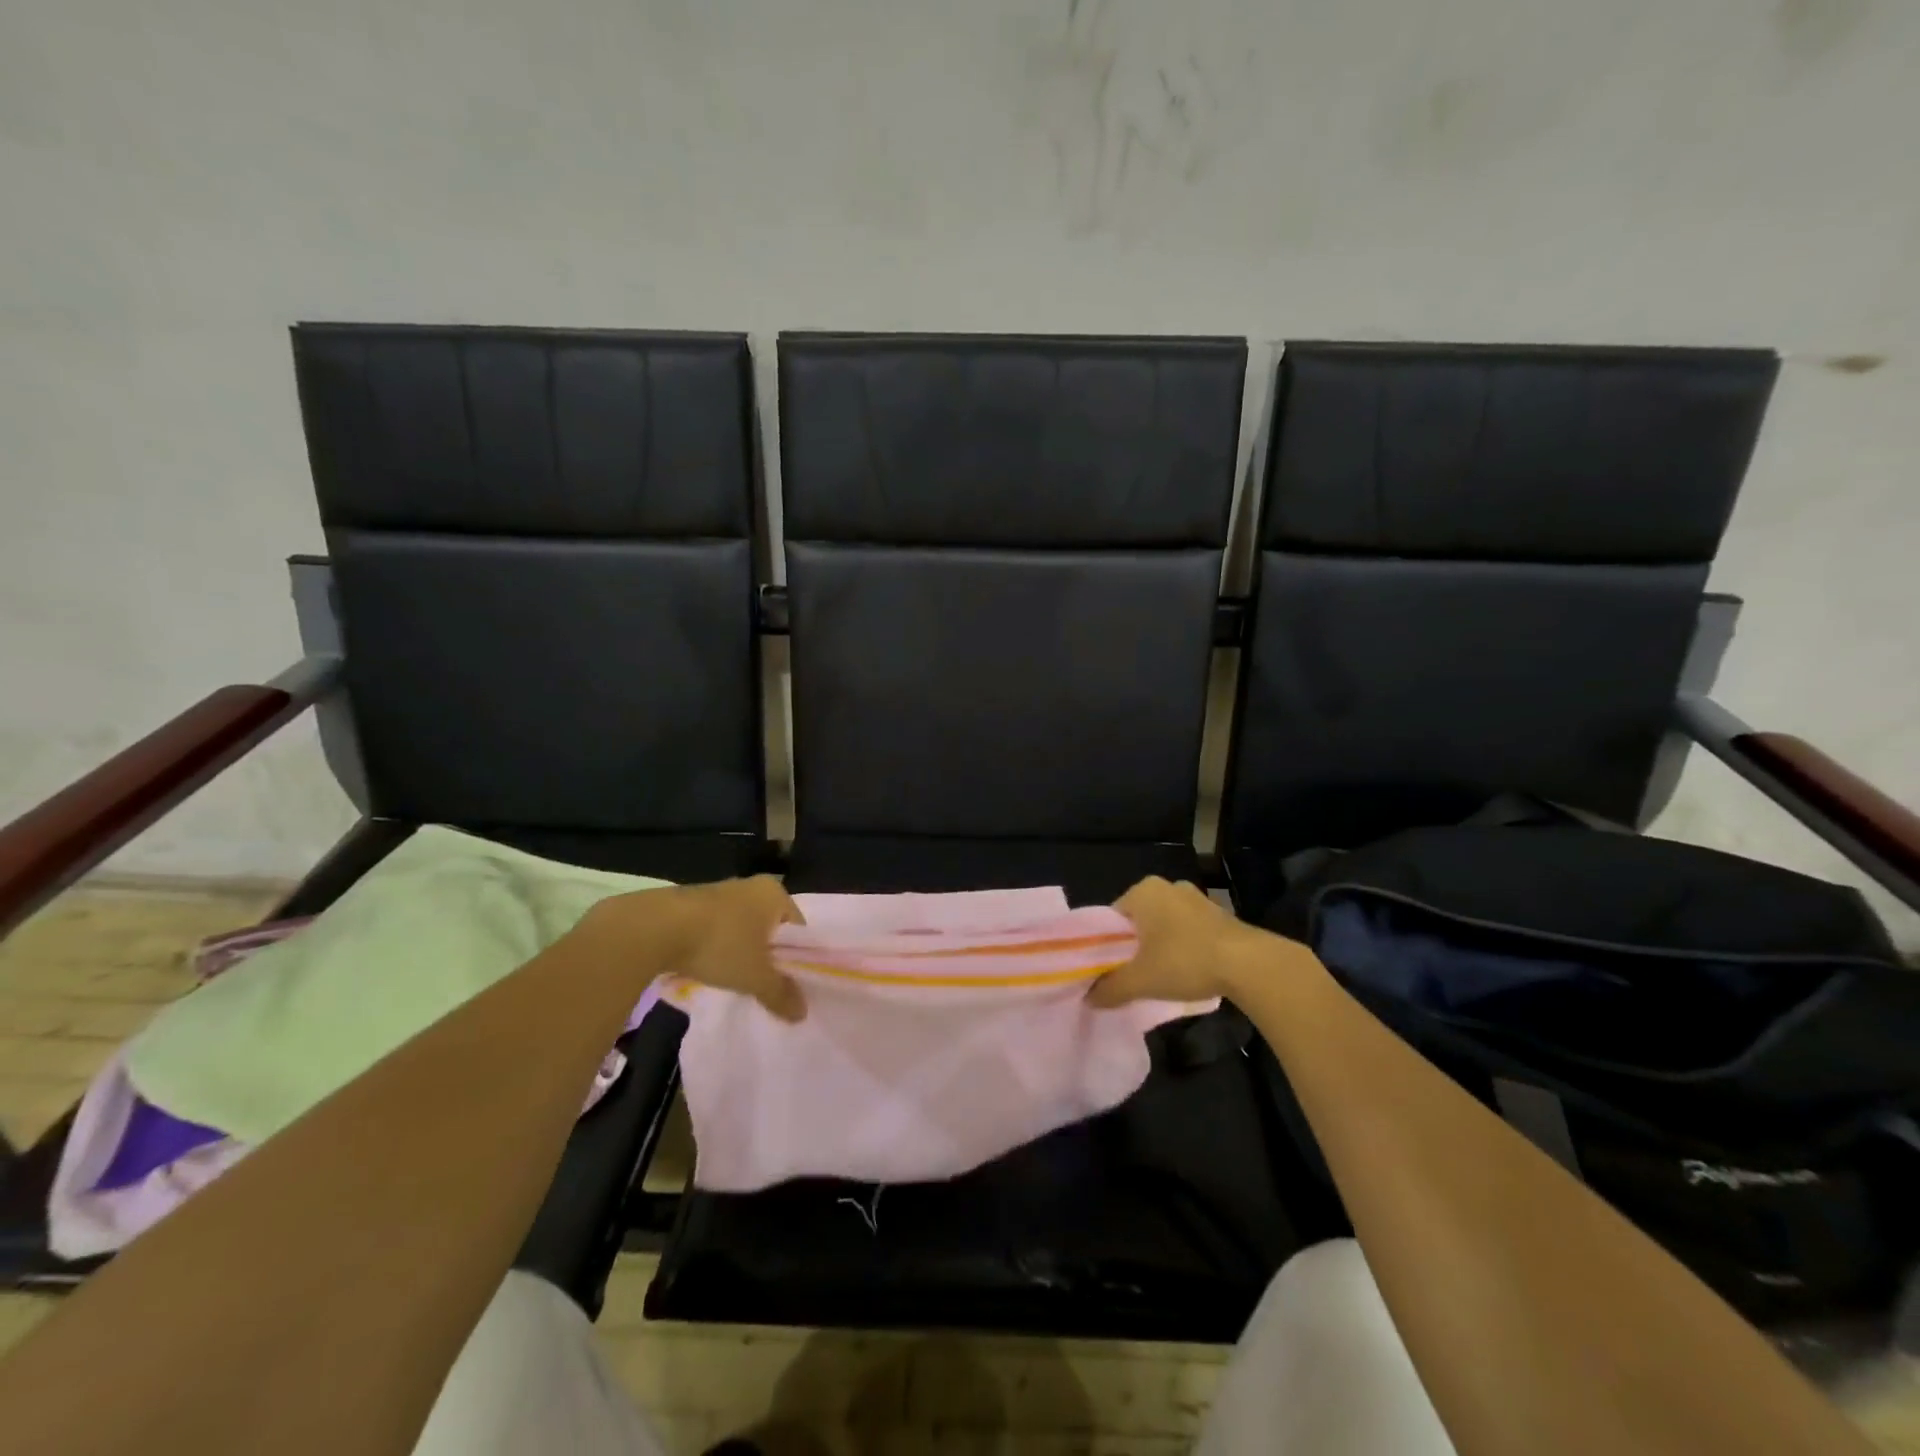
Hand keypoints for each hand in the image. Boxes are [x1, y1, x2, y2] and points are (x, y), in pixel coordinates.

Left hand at [583, 875, 807, 1021]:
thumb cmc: (719, 944)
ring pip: (740, 929)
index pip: (798, 927)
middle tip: (762, 984)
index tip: (787, 983)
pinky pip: (714, 930)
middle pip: (769, 927)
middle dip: (766, 955)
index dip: (796, 957)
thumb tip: (802, 1013)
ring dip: (739, 953)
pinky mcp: (691, 904)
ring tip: (733, 981)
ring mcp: (719, 892)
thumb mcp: (755, 976)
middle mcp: (750, 886)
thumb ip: (780, 993)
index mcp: (774, 893)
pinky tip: (706, 969)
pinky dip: (715, 948)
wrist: (654, 928)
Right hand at [1088, 876, 1260, 1008]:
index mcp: (1143, 891)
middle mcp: (1168, 886)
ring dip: (1162, 946)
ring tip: (1164, 976)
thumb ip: (1111, 988)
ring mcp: (1197, 897)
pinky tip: (1190, 971)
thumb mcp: (1141, 981)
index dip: (1109, 945)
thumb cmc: (1185, 961)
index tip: (1113, 969)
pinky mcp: (1220, 913)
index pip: (1113, 917)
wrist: (1249, 964)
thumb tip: (1089, 999)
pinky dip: (1185, 947)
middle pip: (1140, 920)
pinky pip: (1189, 929)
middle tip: (1136, 974)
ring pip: (1166, 925)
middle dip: (1136, 946)